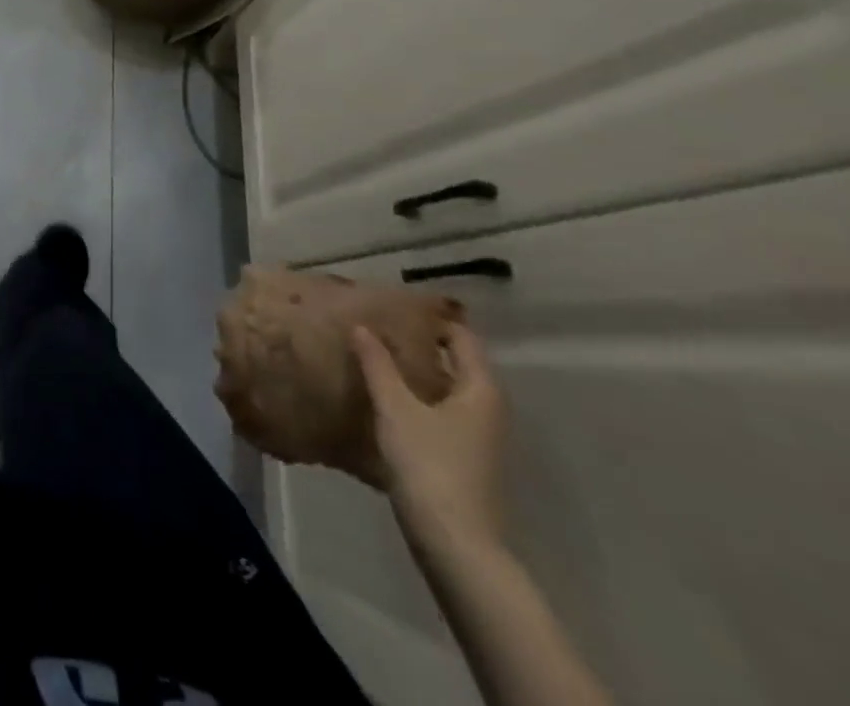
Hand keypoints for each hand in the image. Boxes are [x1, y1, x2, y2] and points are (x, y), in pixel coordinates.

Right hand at [353, 323, 506, 559]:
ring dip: (413, 373)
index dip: (430, 319)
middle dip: (417, 345)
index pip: (460, 337)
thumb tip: (363, 326)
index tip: (393, 304)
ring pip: (444, 390)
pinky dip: (414, 400)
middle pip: (453, 363)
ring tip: (371, 357)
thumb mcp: (396, 407)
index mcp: (480, 389)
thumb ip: (378, 364)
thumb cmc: (430, 464)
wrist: (455, 545)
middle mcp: (486, 409)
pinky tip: (382, 401)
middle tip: (375, 326)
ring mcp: (476, 438)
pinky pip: (437, 414)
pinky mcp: (461, 460)